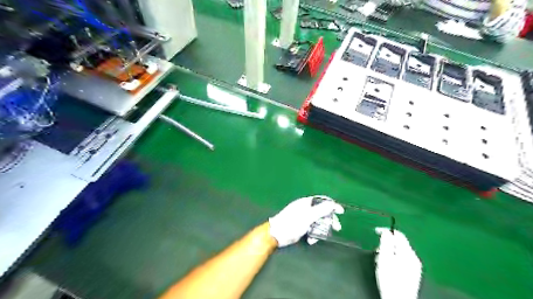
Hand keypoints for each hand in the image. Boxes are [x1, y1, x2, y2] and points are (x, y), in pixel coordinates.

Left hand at [269, 197, 342, 247]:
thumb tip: (332, 203)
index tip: (341, 212)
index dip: (332, 205)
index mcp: (306, 203)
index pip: (322, 201)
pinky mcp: (301, 227)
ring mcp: (303, 218)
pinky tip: (311, 241)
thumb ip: (320, 210)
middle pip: (322, 212)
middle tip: (337, 228)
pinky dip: (313, 234)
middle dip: (329, 220)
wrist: (276, 235)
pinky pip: (312, 229)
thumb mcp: (308, 217)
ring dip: (321, 230)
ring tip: (320, 237)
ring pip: (318, 222)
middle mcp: (305, 209)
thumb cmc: (291, 223)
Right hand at [372, 229, 422, 298]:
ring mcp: (414, 267)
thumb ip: (386, 242)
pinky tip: (388, 267)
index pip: (398, 234)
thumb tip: (387, 232)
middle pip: (399, 243)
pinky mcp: (412, 274)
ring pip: (400, 252)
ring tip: (380, 259)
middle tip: (377, 249)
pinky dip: (393, 259)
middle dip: (387, 243)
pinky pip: (402, 260)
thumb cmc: (390, 279)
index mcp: (408, 253)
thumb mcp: (385, 258)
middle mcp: (414, 258)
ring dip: (389, 251)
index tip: (375, 231)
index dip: (386, 230)